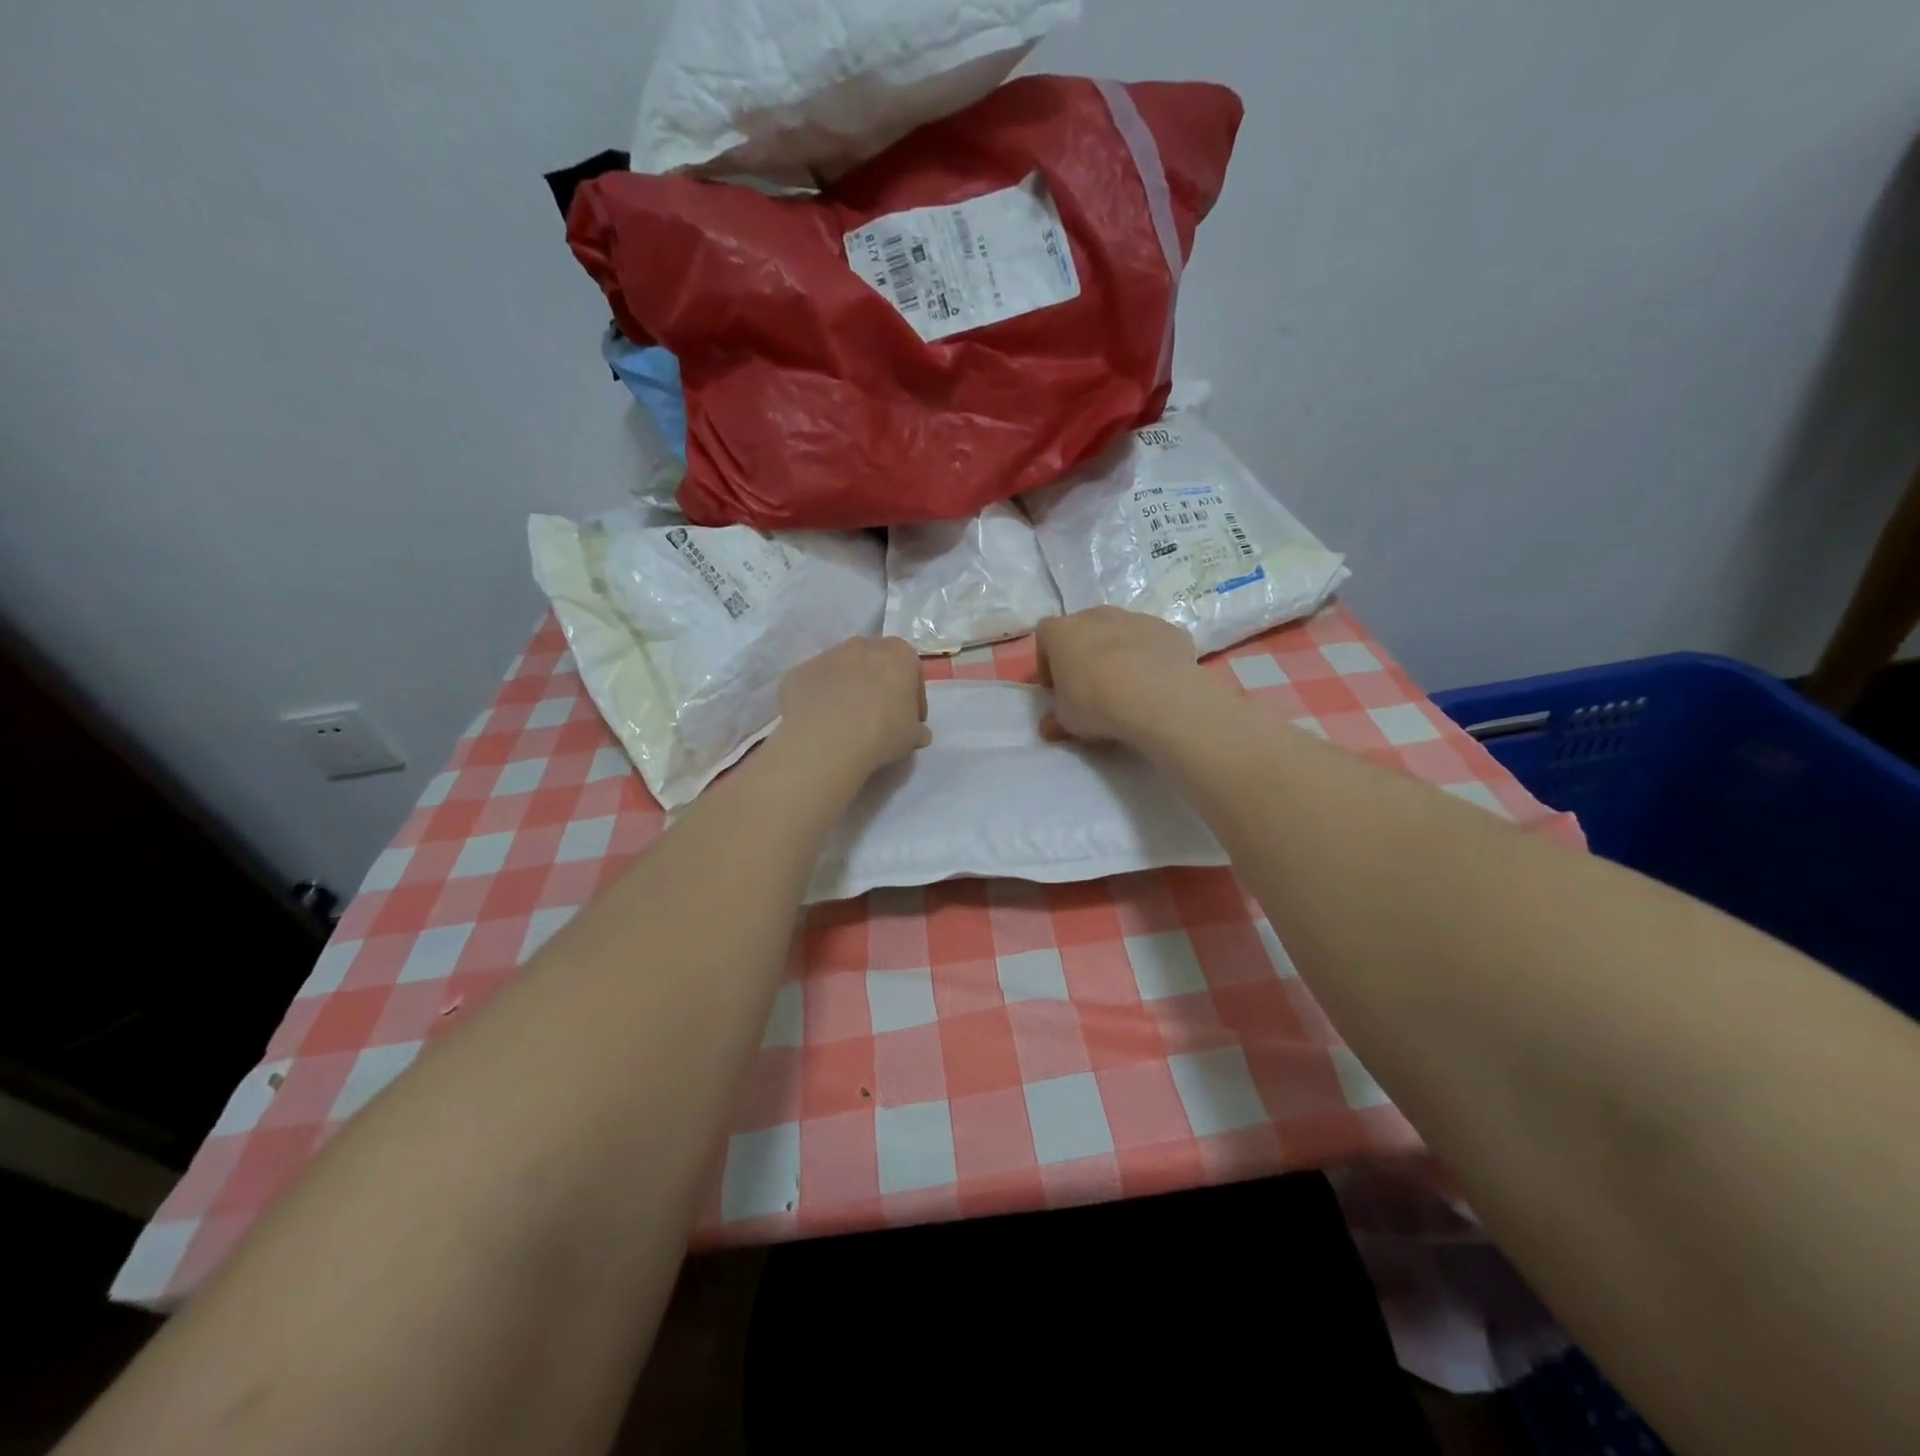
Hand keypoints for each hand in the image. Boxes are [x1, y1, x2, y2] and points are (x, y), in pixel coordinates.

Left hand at [777, 636, 930, 782]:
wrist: (826, 739)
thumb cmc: (882, 732)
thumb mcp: (911, 737)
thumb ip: (916, 729)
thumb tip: (918, 733)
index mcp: (898, 654)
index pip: (911, 670)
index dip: (912, 697)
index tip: (909, 719)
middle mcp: (862, 645)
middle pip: (875, 664)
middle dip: (878, 686)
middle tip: (878, 717)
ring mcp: (827, 655)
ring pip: (843, 670)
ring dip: (847, 689)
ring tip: (846, 722)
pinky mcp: (799, 671)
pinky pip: (816, 684)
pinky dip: (820, 699)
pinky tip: (821, 724)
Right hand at [1036, 607, 1202, 746]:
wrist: (1159, 697)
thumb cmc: (1097, 704)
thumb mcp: (1066, 720)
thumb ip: (1056, 717)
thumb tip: (1050, 724)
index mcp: (1063, 631)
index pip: (1045, 636)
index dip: (1047, 662)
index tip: (1056, 688)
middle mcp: (1097, 616)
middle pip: (1084, 629)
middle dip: (1084, 654)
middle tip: (1090, 687)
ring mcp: (1135, 618)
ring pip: (1120, 632)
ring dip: (1118, 653)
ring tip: (1127, 687)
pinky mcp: (1168, 629)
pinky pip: (1151, 642)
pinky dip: (1149, 658)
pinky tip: (1155, 684)